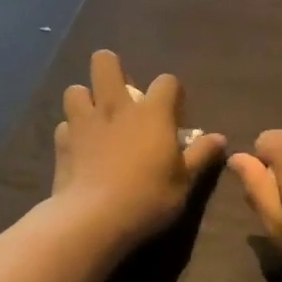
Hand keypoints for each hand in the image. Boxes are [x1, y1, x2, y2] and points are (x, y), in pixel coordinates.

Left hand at [51, 51, 225, 249]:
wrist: (94, 218)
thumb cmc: (149, 198)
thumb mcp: (184, 181)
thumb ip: (201, 155)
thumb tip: (220, 138)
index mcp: (152, 113)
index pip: (167, 81)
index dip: (172, 92)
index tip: (174, 113)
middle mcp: (116, 107)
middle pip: (105, 62)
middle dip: (112, 69)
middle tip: (123, 97)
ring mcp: (84, 122)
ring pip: (76, 89)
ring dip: (86, 99)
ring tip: (95, 119)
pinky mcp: (61, 142)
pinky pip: (64, 125)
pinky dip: (72, 132)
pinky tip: (80, 148)